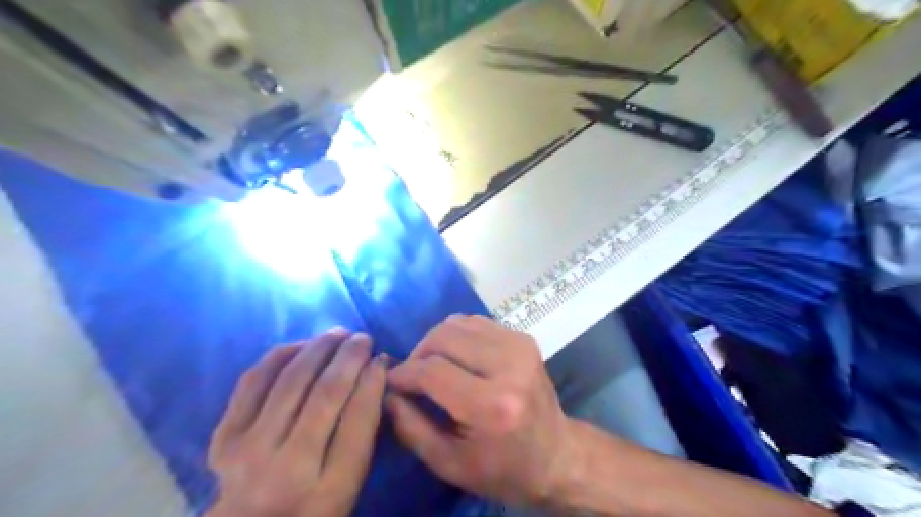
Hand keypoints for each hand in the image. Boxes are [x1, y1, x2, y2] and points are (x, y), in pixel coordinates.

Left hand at [203, 331, 384, 516]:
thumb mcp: (350, 483)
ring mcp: (248, 453)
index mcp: (329, 491)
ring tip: (337, 335)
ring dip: (318, 348)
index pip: (358, 420)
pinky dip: (280, 356)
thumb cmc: (312, 509)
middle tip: (362, 338)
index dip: (372, 380)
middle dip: (349, 357)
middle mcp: (287, 470)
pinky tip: (300, 346)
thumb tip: (373, 371)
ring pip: (291, 381)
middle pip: (325, 395)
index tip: (380, 357)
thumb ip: (364, 431)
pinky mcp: (223, 439)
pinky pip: (253, 382)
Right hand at [381, 312, 569, 506]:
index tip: (392, 381)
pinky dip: (458, 336)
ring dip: (437, 342)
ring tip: (434, 366)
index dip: (404, 373)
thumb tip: (387, 391)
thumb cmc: (502, 468)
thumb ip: (410, 427)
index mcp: (491, 405)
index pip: (432, 371)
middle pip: (444, 337)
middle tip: (413, 375)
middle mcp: (508, 366)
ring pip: (458, 323)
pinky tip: (457, 358)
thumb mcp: (449, 464)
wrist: (556, 454)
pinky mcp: (523, 338)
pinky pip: (476, 323)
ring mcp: (519, 346)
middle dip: (419, 353)